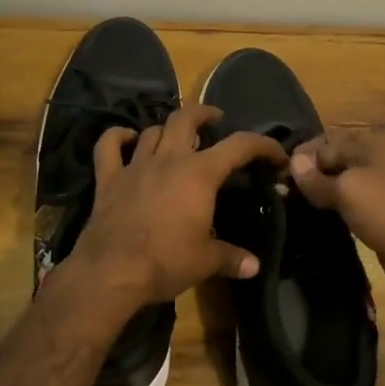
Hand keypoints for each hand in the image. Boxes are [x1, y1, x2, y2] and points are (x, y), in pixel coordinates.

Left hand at [67, 103, 288, 312]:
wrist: (112, 272)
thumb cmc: (167, 261)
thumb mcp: (206, 261)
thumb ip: (232, 258)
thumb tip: (254, 266)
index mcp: (200, 174)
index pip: (239, 146)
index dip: (262, 145)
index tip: (276, 154)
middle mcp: (169, 159)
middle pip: (186, 118)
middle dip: (204, 113)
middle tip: (215, 119)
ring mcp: (135, 166)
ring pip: (152, 130)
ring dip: (167, 129)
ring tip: (176, 137)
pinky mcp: (108, 179)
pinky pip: (108, 146)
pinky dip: (117, 137)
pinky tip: (126, 138)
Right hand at [289, 129, 384, 308]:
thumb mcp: (349, 190)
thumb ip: (318, 179)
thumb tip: (293, 162)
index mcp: (367, 149)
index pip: (323, 143)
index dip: (300, 157)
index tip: (275, 177)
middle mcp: (370, 167)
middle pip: (330, 164)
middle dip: (305, 177)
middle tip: (277, 197)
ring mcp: (374, 196)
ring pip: (336, 189)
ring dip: (315, 198)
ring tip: (287, 211)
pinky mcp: (375, 223)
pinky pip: (344, 213)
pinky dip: (328, 216)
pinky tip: (310, 226)